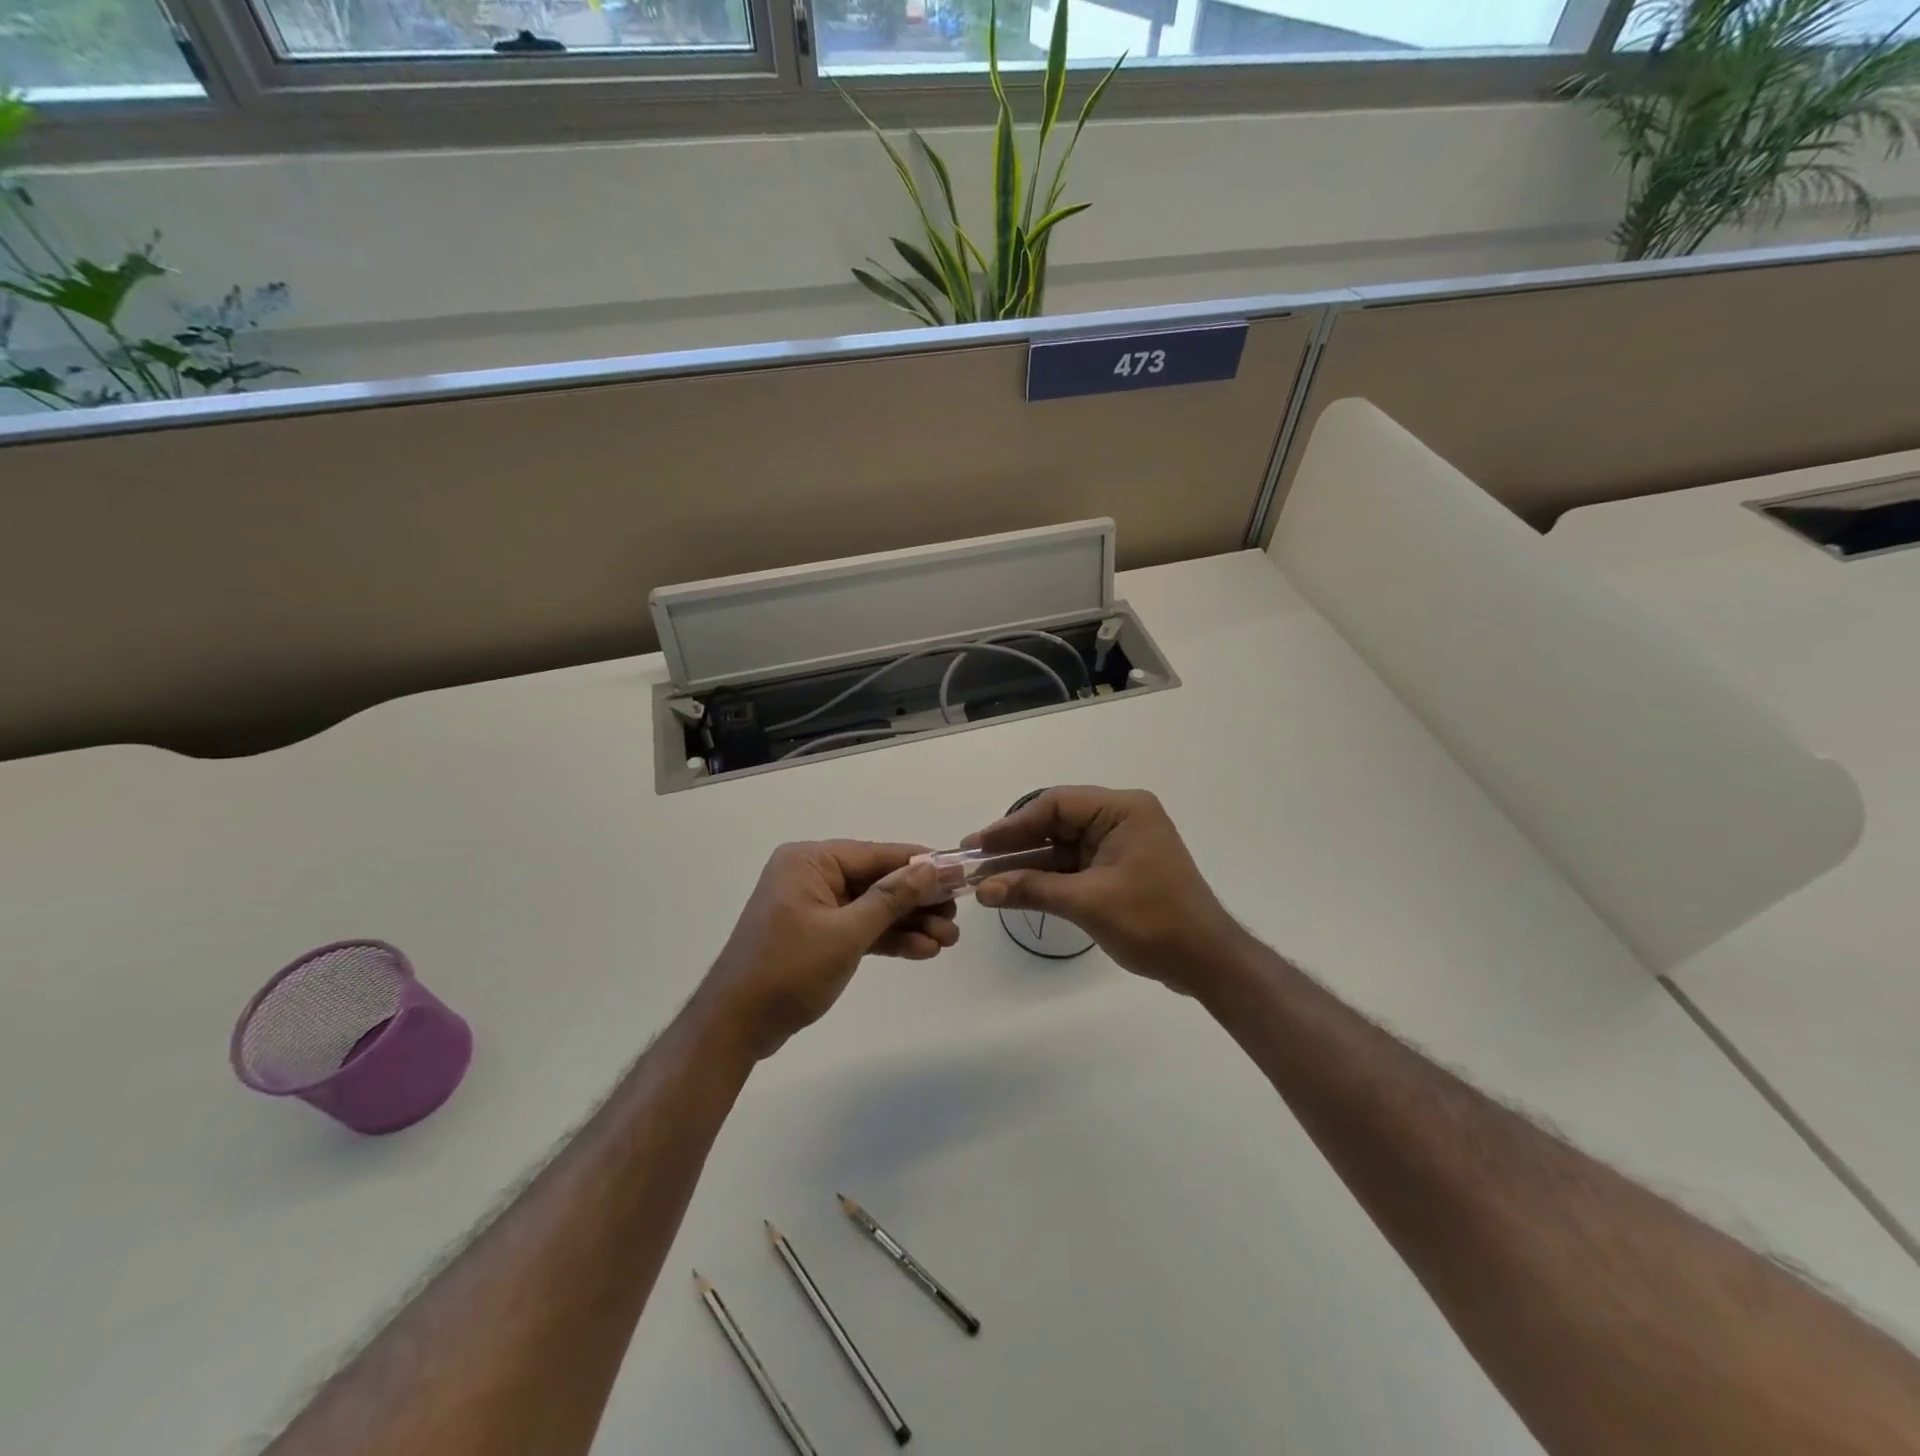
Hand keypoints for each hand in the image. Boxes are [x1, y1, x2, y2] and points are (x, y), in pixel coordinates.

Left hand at [694, 841, 956, 1060]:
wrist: (736, 1027)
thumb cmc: (788, 970)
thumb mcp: (847, 933)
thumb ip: (892, 898)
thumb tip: (932, 867)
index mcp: (810, 861)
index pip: (876, 855)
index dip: (920, 865)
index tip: (959, 872)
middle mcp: (812, 876)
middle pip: (878, 881)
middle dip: (918, 901)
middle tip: (956, 916)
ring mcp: (814, 907)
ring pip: (873, 908)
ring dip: (909, 924)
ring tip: (949, 940)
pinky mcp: (818, 935)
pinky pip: (860, 929)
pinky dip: (888, 939)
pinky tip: (923, 950)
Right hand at [966, 787, 1245, 994]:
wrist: (1206, 962)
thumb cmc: (1153, 922)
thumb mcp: (1087, 902)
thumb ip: (1032, 889)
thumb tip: (982, 889)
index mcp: (1122, 810)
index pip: (1057, 804)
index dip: (1013, 824)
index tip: (979, 844)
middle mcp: (1122, 817)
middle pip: (1057, 821)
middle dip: (1017, 843)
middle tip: (976, 859)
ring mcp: (1121, 843)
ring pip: (1062, 844)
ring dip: (1029, 862)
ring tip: (987, 876)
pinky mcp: (1119, 868)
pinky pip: (1074, 864)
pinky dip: (1048, 876)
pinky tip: (1016, 887)